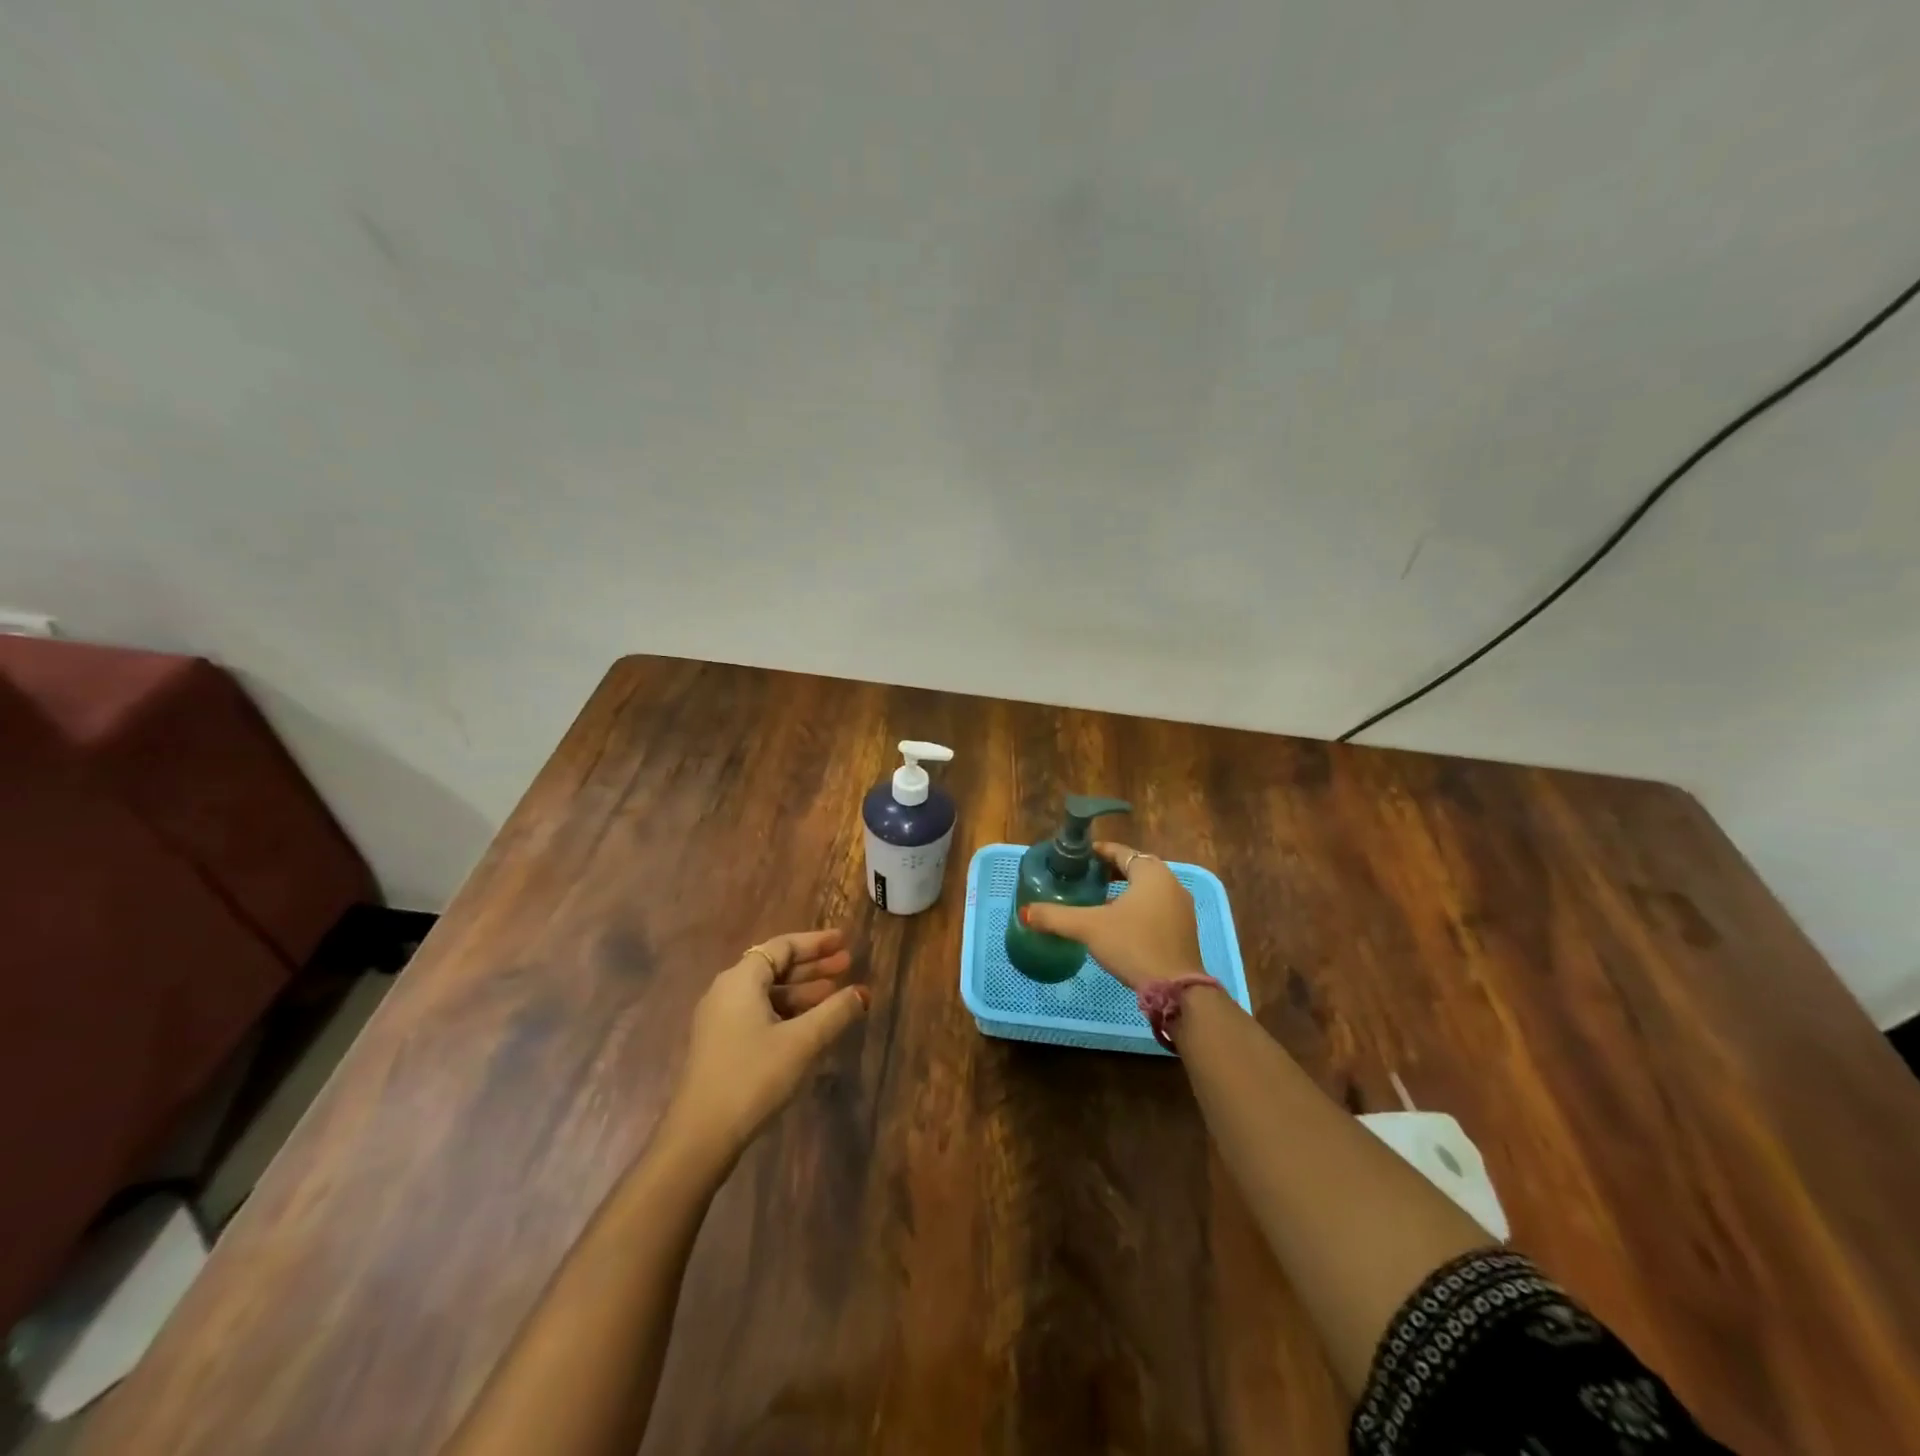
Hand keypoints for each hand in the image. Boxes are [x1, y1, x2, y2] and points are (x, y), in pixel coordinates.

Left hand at [660, 929, 868, 1164]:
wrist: (701, 1135)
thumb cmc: (753, 1076)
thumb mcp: (802, 1042)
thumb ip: (835, 1012)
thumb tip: (863, 992)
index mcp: (741, 980)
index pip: (782, 947)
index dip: (816, 942)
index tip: (844, 941)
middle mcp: (726, 991)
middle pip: (774, 966)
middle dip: (812, 966)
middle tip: (847, 964)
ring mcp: (720, 1019)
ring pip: (768, 992)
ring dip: (802, 991)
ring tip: (835, 994)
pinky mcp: (721, 1044)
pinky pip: (759, 1012)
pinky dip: (787, 1011)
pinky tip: (810, 1025)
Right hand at [1021, 842, 1202, 991]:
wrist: (1176, 989)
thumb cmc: (1133, 945)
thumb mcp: (1089, 928)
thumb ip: (1056, 917)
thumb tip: (1026, 912)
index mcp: (1150, 872)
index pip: (1120, 851)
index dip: (1097, 852)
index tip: (1077, 858)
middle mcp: (1170, 882)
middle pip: (1135, 867)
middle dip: (1110, 870)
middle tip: (1084, 877)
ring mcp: (1181, 906)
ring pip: (1148, 888)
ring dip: (1125, 889)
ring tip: (1098, 899)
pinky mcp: (1185, 928)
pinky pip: (1157, 905)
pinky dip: (1138, 905)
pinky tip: (1120, 922)